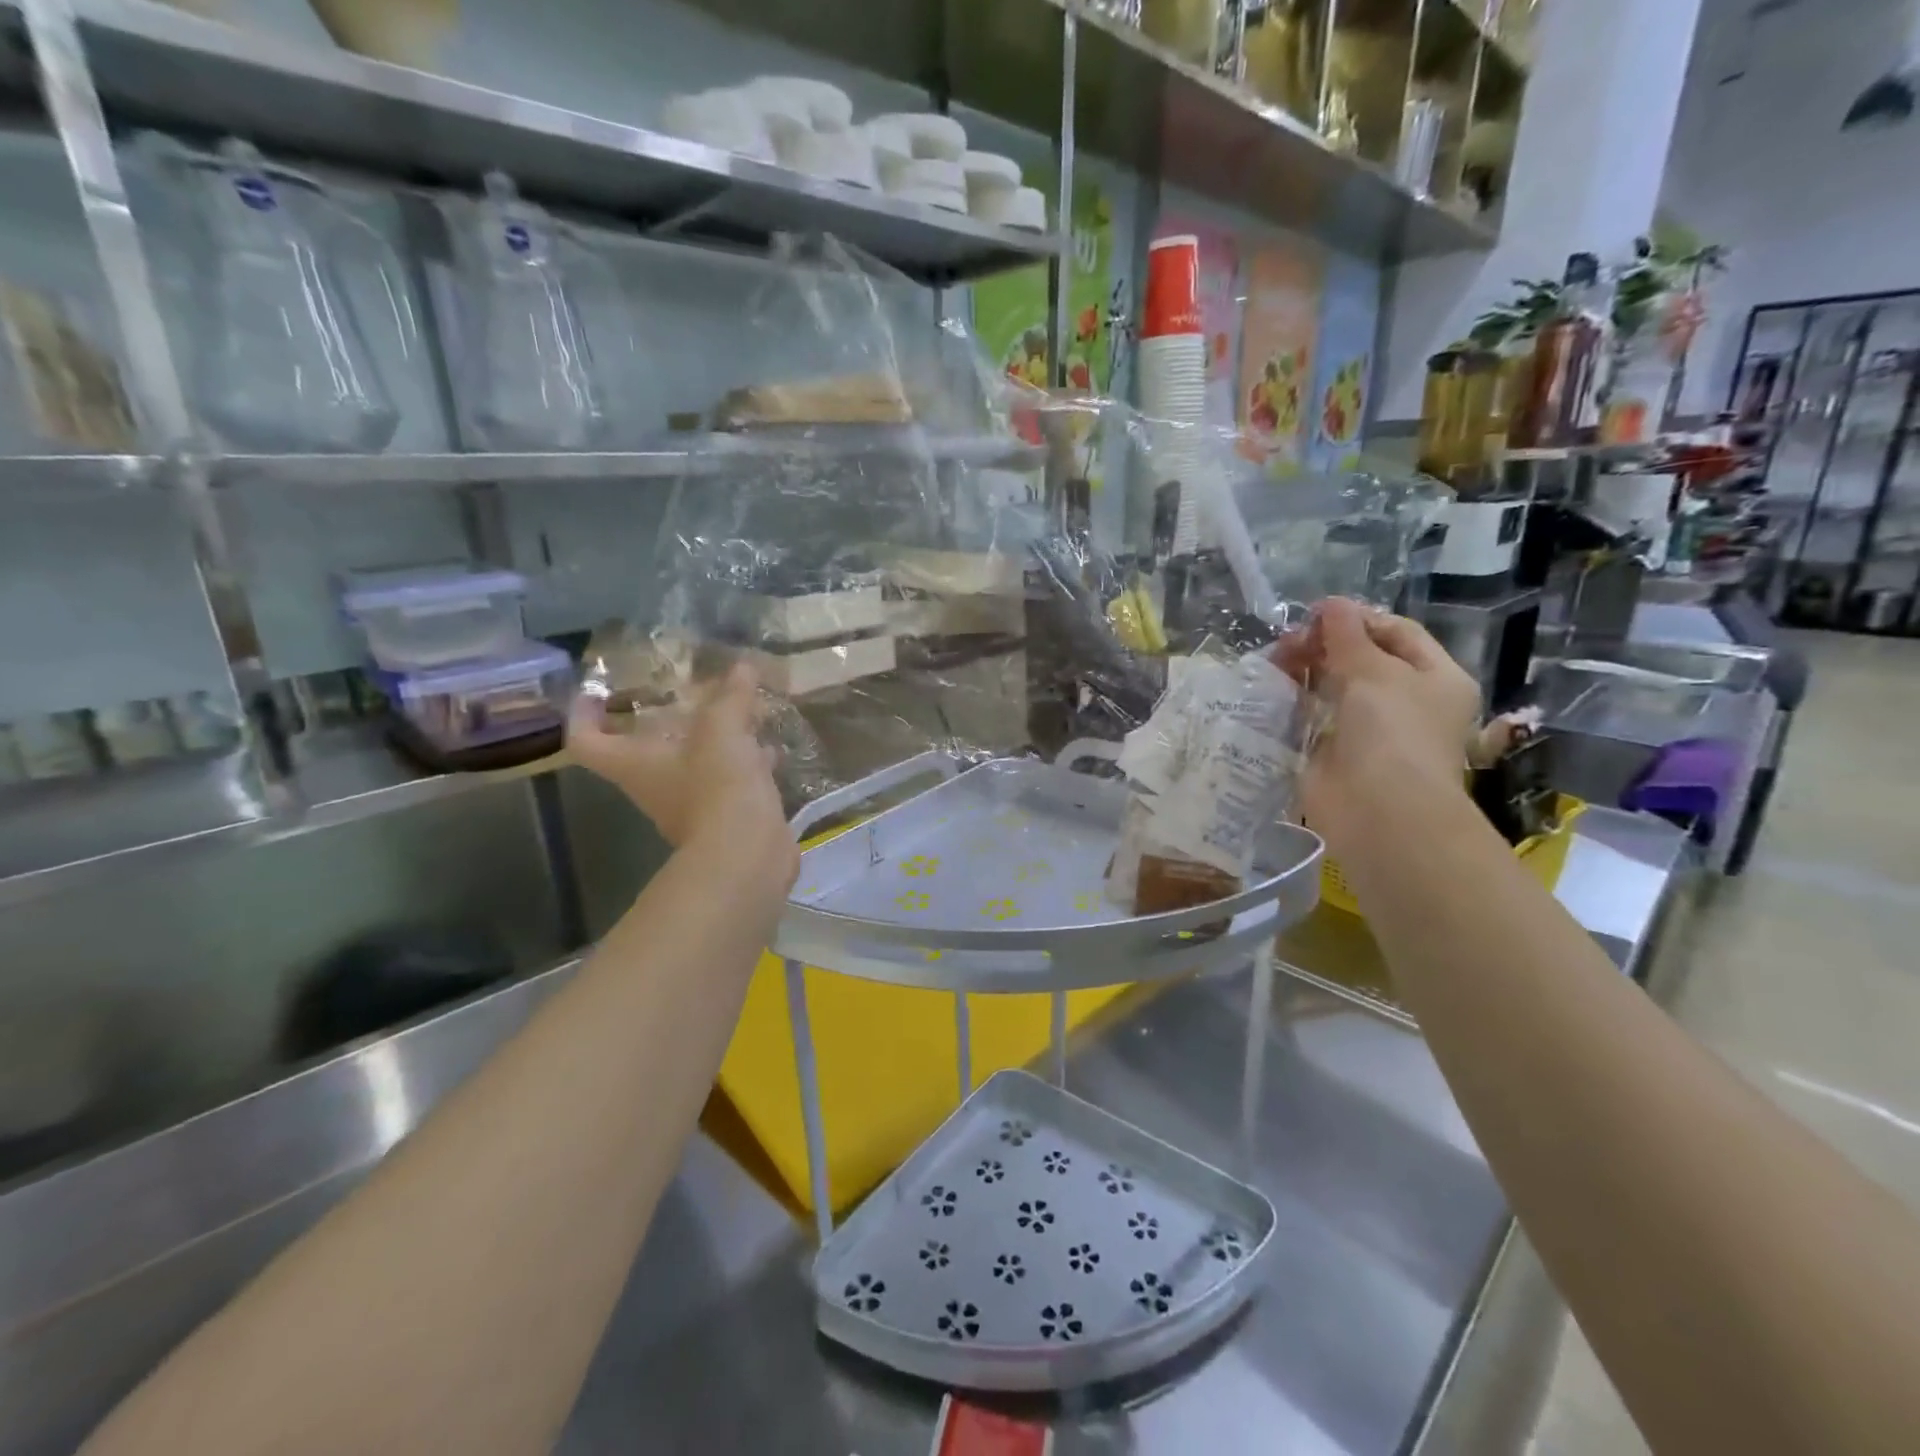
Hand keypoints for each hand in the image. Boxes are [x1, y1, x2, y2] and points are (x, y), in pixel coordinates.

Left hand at [568, 664, 792, 867]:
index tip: (597, 690)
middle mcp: (654, 786)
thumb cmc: (718, 787)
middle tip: (687, 690)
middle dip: (665, 719)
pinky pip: (728, 781)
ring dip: (712, 739)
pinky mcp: (724, 817)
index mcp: (635, 764)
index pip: (587, 741)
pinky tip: (769, 748)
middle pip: (644, 749)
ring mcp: (689, 805)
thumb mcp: (723, 730)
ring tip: (739, 712)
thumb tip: (742, 667)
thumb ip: (730, 697)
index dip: (584, 714)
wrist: (747, 856)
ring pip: (693, 763)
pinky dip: (744, 762)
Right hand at [1275, 597, 1480, 847]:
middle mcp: (1406, 701)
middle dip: (1324, 645)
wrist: (1378, 811)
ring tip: (1274, 663)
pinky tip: (1272, 691)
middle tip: (1287, 643)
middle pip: (1361, 659)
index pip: (1396, 633)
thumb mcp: (1374, 671)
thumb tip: (1330, 604)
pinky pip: (1312, 718)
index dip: (1357, 618)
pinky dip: (1294, 703)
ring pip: (1332, 687)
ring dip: (1304, 671)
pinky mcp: (1335, 753)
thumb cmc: (1392, 732)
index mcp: (1435, 677)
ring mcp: (1369, 730)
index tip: (1315, 615)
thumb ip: (1347, 635)